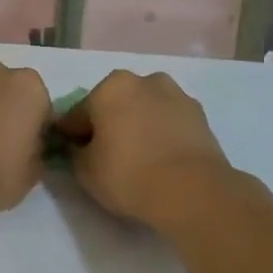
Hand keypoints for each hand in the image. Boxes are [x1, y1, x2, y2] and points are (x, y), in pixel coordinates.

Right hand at [56, 70, 235, 226]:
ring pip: (145, 110)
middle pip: (115, 104)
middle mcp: (143, 81)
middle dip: (109, 124)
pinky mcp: (201, 115)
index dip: (71, 135)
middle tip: (107, 156)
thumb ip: (76, 153)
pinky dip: (162, 134)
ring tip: (139, 158)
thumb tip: (81, 147)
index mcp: (110, 87)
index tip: (71, 154)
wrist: (193, 191)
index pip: (78, 113)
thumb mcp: (85, 171)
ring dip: (138, 125)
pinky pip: (170, 123)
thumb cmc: (129, 175)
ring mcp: (176, 95)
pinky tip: (161, 159)